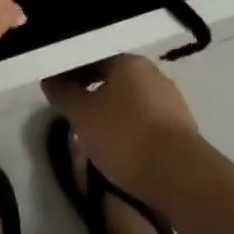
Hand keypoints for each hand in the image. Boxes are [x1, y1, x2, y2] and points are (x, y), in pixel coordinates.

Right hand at [42, 54, 198, 201]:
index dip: (71, 73)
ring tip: (96, 134)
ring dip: (112, 110)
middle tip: (74, 113)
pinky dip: (131, 127)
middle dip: (92, 91)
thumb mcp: (82, 116)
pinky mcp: (182, 127)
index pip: (92, 58)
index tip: (57, 91)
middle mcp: (152, 73)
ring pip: (132, 99)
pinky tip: (123, 147)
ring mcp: (171, 99)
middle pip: (113, 77)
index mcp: (127, 62)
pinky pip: (147, 119)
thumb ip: (63, 94)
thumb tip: (50, 79)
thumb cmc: (125, 137)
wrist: (180, 176)